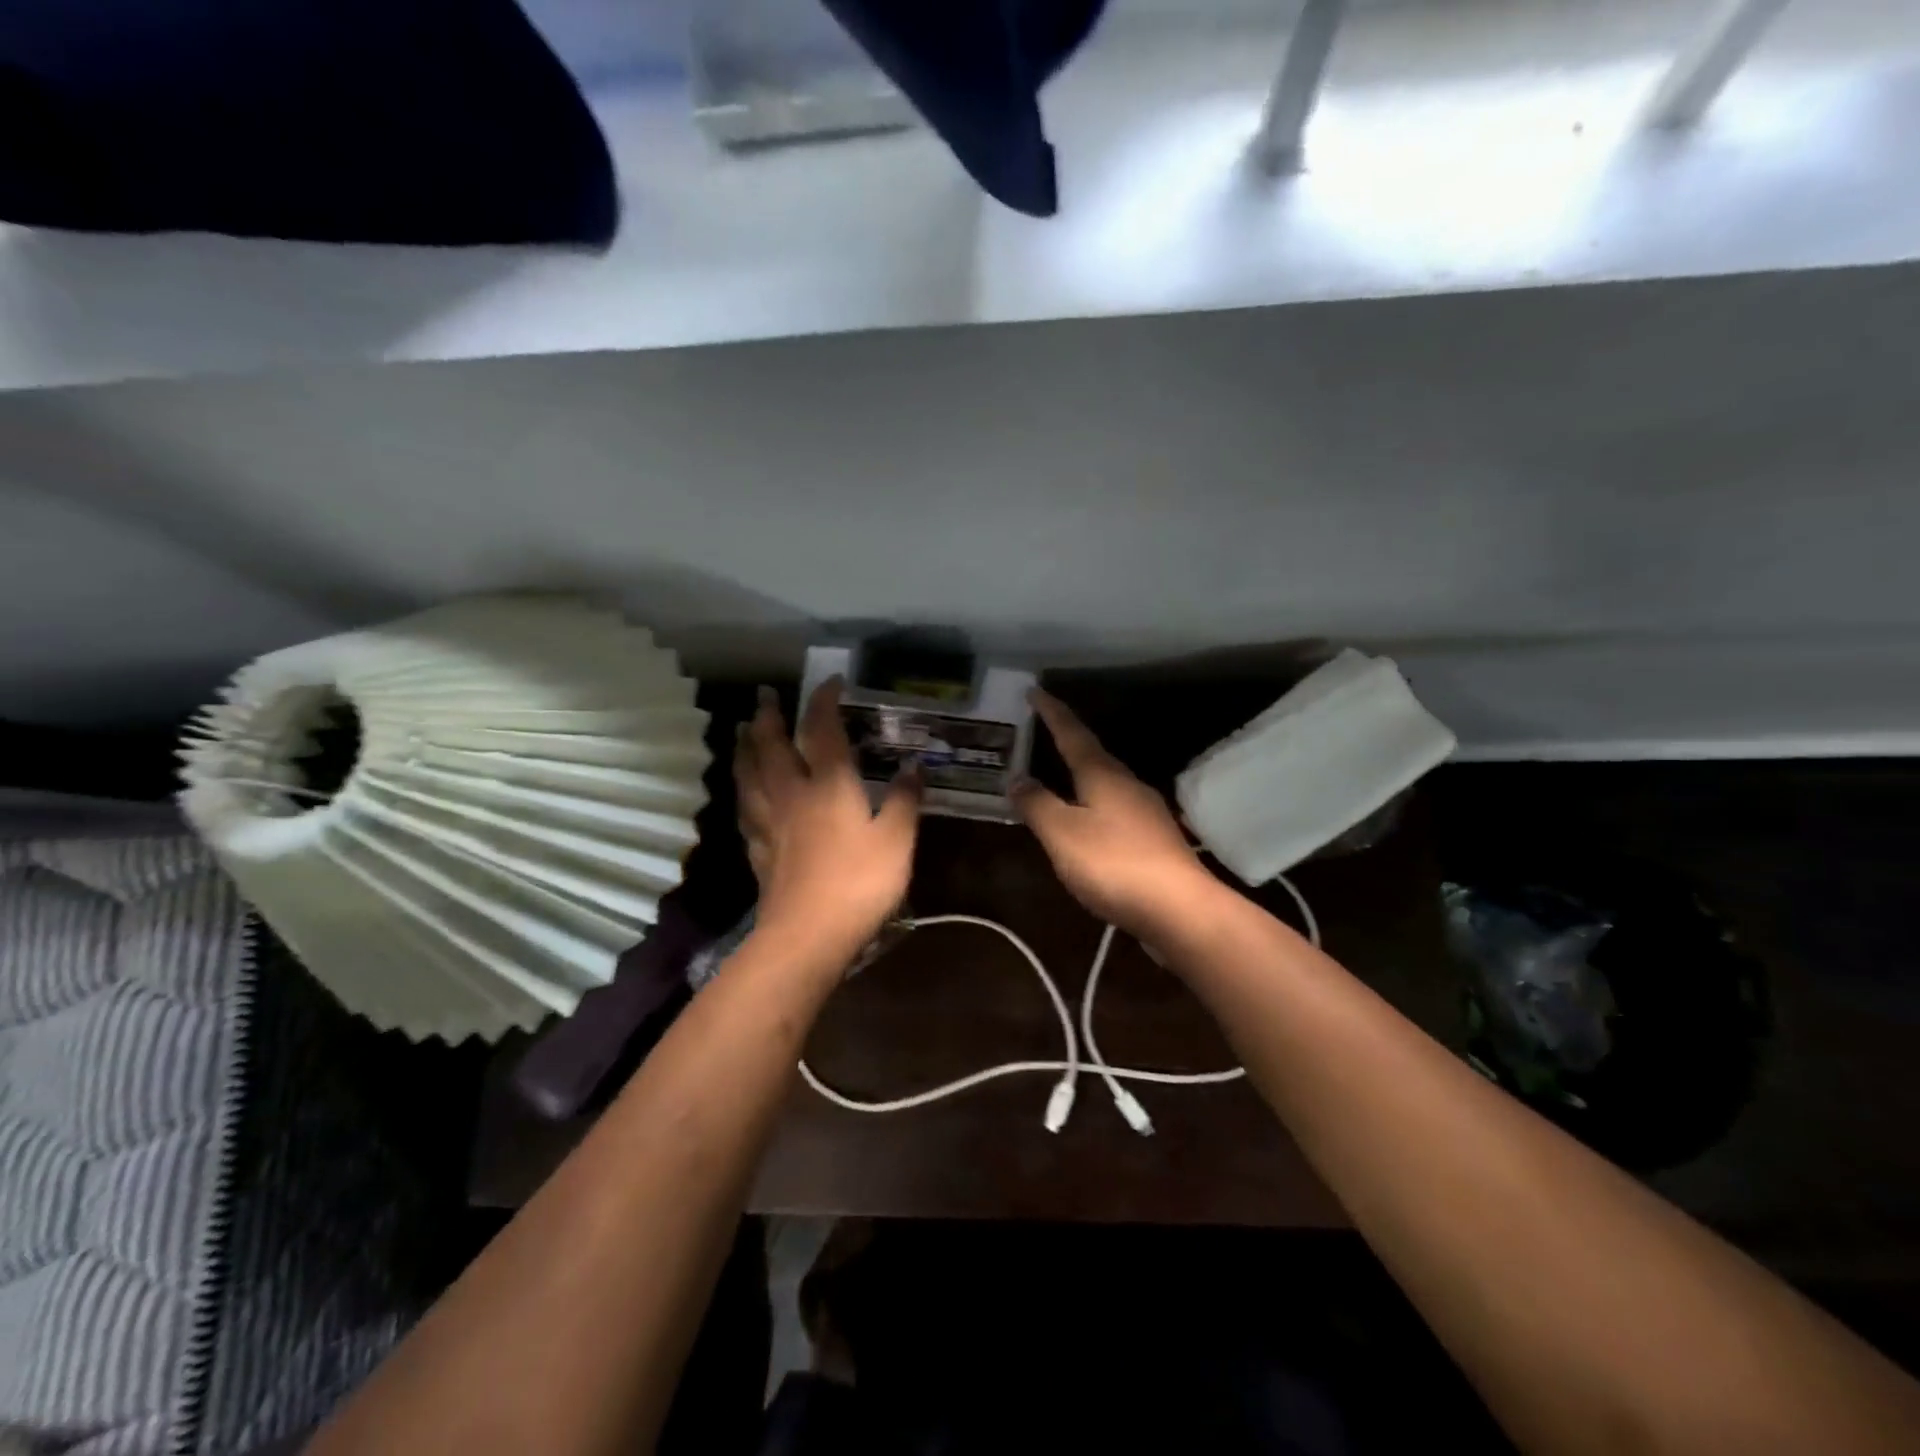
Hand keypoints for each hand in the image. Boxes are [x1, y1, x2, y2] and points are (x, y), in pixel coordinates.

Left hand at [735, 679, 921, 966]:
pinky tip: (744, 794)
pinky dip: (743, 791)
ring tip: (742, 731)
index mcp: (828, 784)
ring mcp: (770, 822)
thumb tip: (914, 765)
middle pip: (771, 746)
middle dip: (768, 716)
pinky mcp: (759, 850)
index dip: (824, 701)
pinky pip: (746, 809)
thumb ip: (904, 800)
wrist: (808, 935)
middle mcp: (792, 794)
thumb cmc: (859, 882)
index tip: (830, 682)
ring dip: (745, 748)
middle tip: (764, 694)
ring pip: (749, 774)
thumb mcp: (897, 839)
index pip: (822, 730)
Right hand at [1014, 689, 1217, 941]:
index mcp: (1103, 775)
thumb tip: (1017, 778)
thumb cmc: (1114, 864)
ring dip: (1081, 776)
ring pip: (1106, 784)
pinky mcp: (1154, 840)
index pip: (1073, 733)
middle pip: (1093, 756)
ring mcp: (1146, 812)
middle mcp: (1128, 784)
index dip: (1052, 712)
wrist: (1180, 910)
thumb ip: (1037, 804)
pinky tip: (1087, 823)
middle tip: (1043, 733)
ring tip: (1059, 777)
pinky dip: (1093, 806)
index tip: (1035, 690)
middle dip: (1068, 742)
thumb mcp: (1062, 833)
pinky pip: (1115, 810)